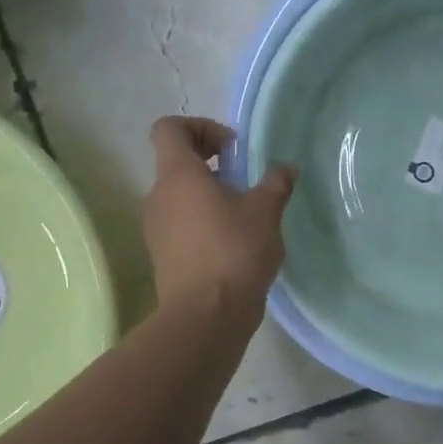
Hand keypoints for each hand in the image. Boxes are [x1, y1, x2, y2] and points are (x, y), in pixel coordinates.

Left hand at [144, 117, 297, 312]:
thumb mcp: (265, 212)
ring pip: (179, 195)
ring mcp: (156, 228)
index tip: (231, 148)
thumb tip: (285, 168)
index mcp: (178, 175)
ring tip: (244, 212)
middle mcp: (159, 196)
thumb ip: (275, 183)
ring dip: (208, 193)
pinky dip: (203, 220)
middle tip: (243, 177)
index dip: (200, 127)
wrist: (205, 316)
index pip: (169, 129)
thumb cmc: (234, 252)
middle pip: (175, 161)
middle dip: (210, 161)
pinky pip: (180, 223)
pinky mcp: (163, 255)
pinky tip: (234, 241)